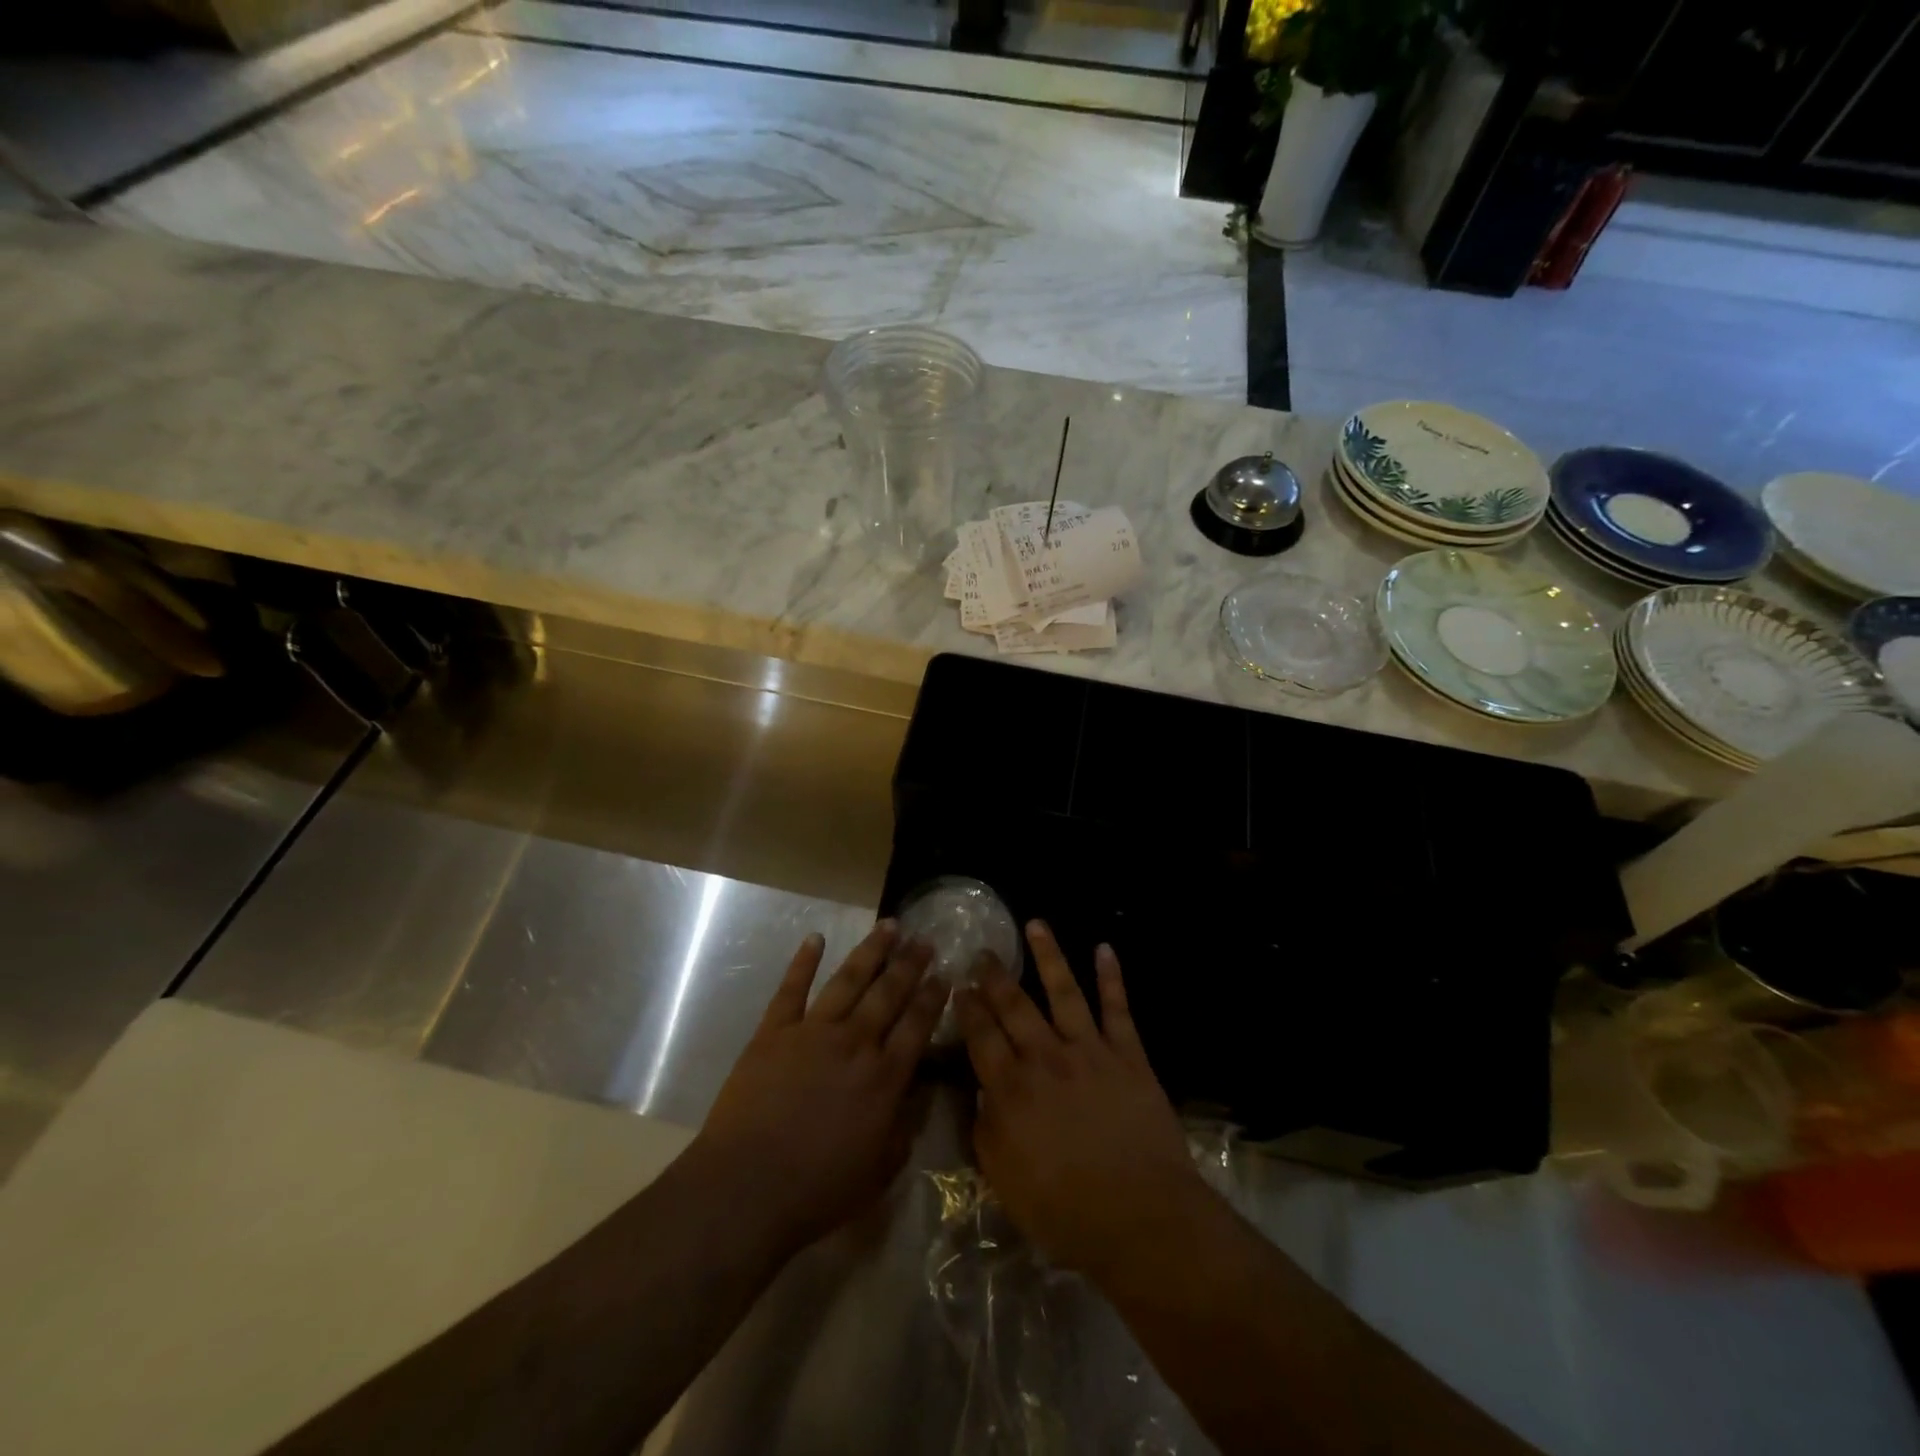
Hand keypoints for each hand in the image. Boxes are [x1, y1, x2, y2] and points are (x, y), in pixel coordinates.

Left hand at [693, 921, 948, 1255]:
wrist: (746, 1187)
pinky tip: (816, 938)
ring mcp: (813, 1031)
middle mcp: (855, 1042)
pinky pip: (792, 988)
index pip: (917, 1025)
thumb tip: (920, 1090)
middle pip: (889, 993)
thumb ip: (904, 1126)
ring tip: (889, 925)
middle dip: (910, 963)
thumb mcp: (880, 1170)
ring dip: (871, 950)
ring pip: (849, 979)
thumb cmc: (817, 1189)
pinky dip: (804, 961)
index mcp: (884, 1077)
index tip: (945, 973)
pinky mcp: (774, 1031)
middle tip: (926, 939)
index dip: (933, 997)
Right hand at [955, 922, 1210, 1281]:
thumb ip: (986, 1131)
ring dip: (1048, 956)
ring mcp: (1089, 1051)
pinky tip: (1104, 949)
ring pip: (1063, 992)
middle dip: (995, 977)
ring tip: (1036, 925)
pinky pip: (1118, 1008)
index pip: (981, 1036)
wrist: (1140, 1216)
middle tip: (984, 953)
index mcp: (1011, 1089)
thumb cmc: (1065, 1210)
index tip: (959, 986)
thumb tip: (981, 1093)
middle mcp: (1045, 1058)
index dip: (968, 1008)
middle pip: (1015, 1006)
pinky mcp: (1128, 1055)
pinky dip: (1112, 977)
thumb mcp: (1005, 1181)